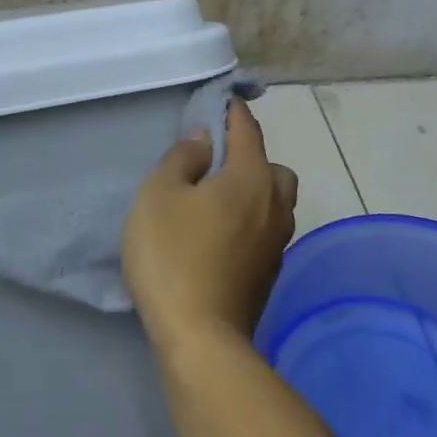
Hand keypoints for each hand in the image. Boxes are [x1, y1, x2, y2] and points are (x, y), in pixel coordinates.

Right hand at [122, 99, 297, 352]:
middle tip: (212, 169)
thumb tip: (204, 140)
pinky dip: (249, 224)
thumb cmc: (172, 256)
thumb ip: (182, 159)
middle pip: (272, 168)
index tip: (219, 99)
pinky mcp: (269, 274)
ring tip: (215, 205)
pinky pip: (265, 232)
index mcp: (251, 178)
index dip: (231, 110)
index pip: (247, 129)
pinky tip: (219, 239)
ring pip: (274, 203)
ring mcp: (277, 243)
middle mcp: (275, 205)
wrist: (200, 336)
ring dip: (253, 194)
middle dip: (249, 158)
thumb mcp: (158, 196)